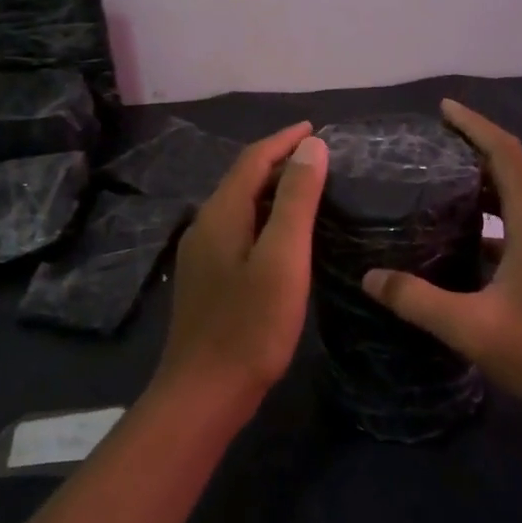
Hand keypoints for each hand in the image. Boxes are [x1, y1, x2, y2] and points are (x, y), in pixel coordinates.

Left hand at [157, 122, 329, 408]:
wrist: (204, 393)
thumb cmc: (250, 325)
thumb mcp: (283, 258)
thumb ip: (296, 200)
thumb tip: (311, 147)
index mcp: (221, 214)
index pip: (253, 160)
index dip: (284, 140)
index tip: (316, 129)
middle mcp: (205, 226)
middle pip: (243, 179)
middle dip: (279, 161)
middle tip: (319, 158)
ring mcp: (202, 255)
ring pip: (240, 207)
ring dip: (272, 190)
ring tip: (308, 190)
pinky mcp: (207, 280)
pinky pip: (238, 231)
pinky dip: (264, 218)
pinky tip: (283, 237)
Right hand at [361, 99, 521, 414]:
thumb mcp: (473, 328)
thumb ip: (418, 301)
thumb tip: (370, 278)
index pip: (505, 152)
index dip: (474, 124)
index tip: (443, 109)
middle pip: (509, 169)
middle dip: (470, 151)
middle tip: (426, 150)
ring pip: (515, 198)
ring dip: (480, 186)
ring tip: (436, 187)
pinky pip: (520, 223)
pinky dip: (490, 218)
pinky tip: (463, 240)